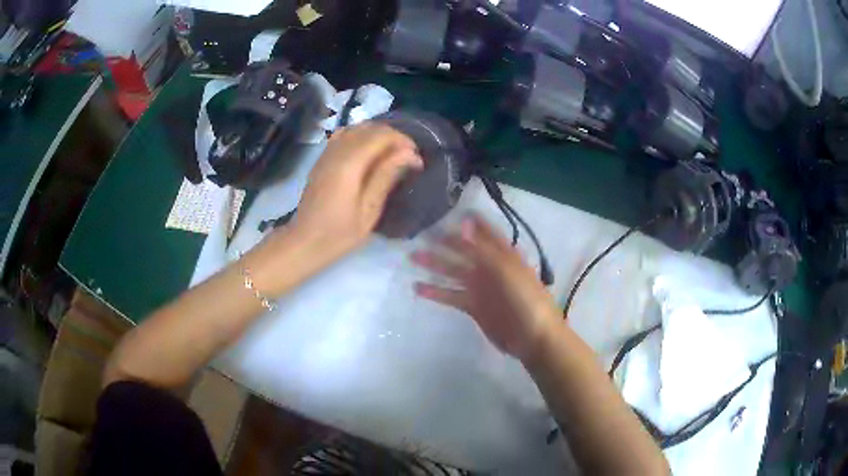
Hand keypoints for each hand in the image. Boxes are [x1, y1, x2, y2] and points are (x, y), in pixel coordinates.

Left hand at [288, 123, 422, 260]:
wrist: (305, 242)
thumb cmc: (339, 233)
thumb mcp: (369, 210)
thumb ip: (386, 176)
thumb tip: (410, 154)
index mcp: (349, 164)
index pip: (381, 136)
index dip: (403, 141)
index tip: (416, 159)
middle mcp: (336, 151)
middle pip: (369, 128)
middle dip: (393, 136)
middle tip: (407, 157)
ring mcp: (326, 153)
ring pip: (356, 128)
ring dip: (377, 135)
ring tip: (391, 153)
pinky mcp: (322, 159)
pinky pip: (343, 135)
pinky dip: (361, 136)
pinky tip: (368, 152)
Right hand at [411, 215, 560, 360]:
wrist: (532, 337)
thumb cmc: (525, 299)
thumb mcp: (505, 269)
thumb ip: (482, 248)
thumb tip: (465, 222)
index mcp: (503, 255)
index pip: (486, 232)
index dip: (471, 222)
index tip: (452, 210)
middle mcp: (490, 267)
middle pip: (464, 251)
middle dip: (444, 242)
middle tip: (421, 233)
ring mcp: (481, 288)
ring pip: (453, 272)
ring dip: (434, 265)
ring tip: (412, 257)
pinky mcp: (473, 306)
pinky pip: (451, 295)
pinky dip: (435, 292)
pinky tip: (417, 287)